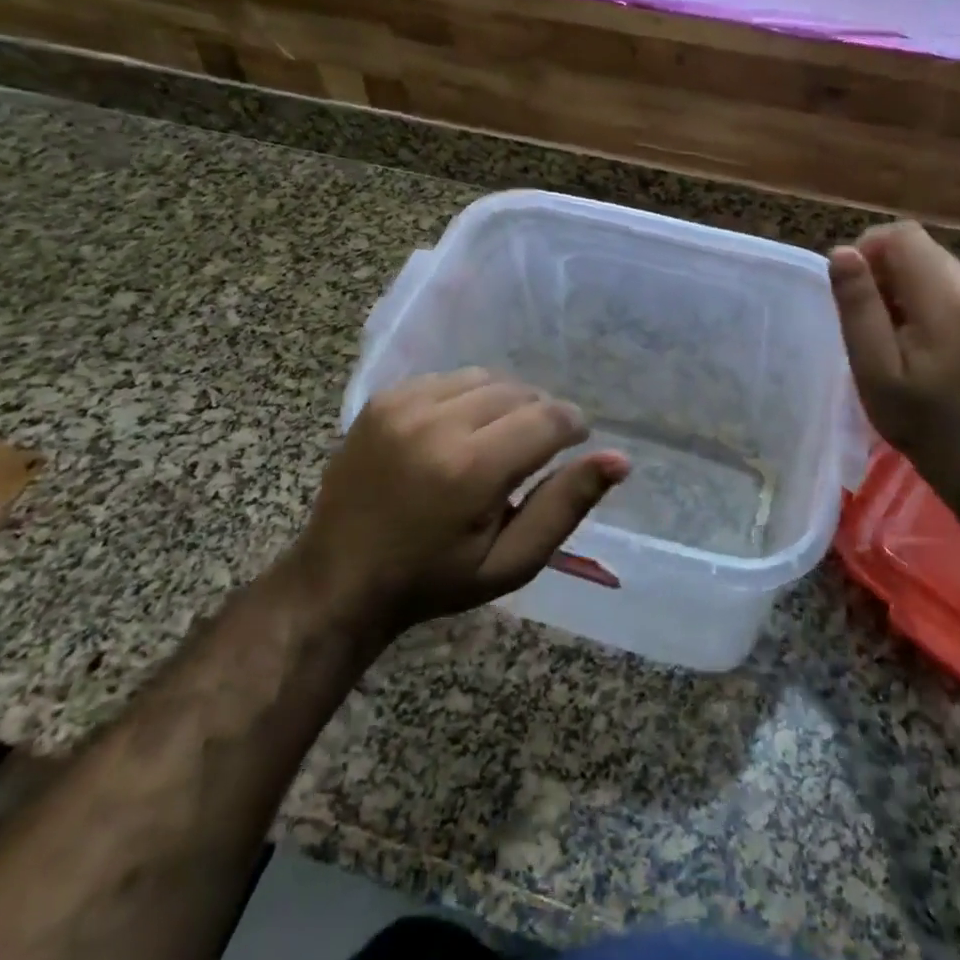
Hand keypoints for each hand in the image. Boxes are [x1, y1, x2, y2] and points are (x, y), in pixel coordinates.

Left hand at [295, 369, 629, 635]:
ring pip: (486, 378)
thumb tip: (620, 459)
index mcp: (470, 469)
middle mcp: (436, 424)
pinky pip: (448, 379)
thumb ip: (566, 505)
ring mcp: (404, 405)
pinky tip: (459, 431)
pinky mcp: (384, 399)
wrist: (340, 578)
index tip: (574, 443)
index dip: (573, 427)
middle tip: (532, 453)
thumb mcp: (511, 561)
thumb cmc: (434, 580)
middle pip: (519, 392)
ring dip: (505, 403)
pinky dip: (467, 398)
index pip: (548, 419)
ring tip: (497, 440)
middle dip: (539, 416)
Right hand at [828, 222, 959, 493]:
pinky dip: (921, 294)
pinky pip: (948, 282)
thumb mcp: (874, 367)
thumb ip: (859, 306)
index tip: (853, 291)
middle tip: (866, 316)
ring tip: (888, 328)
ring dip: (901, 281)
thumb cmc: (917, 417)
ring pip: (933, 261)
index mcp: (947, 300)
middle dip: (883, 267)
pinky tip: (913, 335)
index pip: (903, 235)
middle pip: (919, 246)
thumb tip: (842, 252)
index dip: (867, 250)